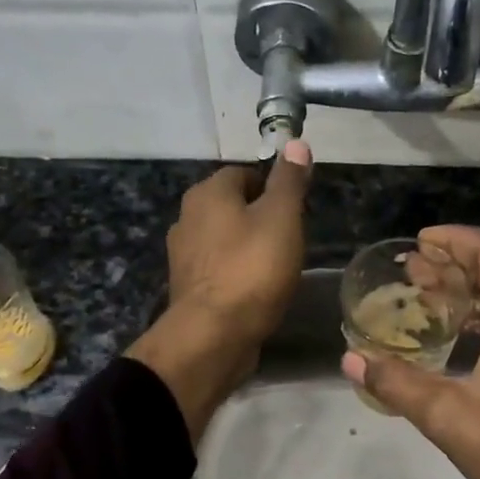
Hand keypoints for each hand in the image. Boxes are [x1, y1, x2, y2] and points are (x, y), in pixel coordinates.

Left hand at [127, 142, 311, 438]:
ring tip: (277, 267)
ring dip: (248, 247)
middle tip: (290, 240)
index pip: (244, 173)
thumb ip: (289, 181)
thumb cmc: (252, 269)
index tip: (296, 211)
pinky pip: (219, 269)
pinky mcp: (188, 287)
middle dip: (261, 218)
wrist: (214, 335)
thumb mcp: (282, 218)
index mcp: (207, 193)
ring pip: (225, 239)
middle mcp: (187, 217)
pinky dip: (237, 273)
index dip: (273, 187)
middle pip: (233, 206)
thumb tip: (295, 143)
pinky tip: (257, 291)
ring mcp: (183, 254)